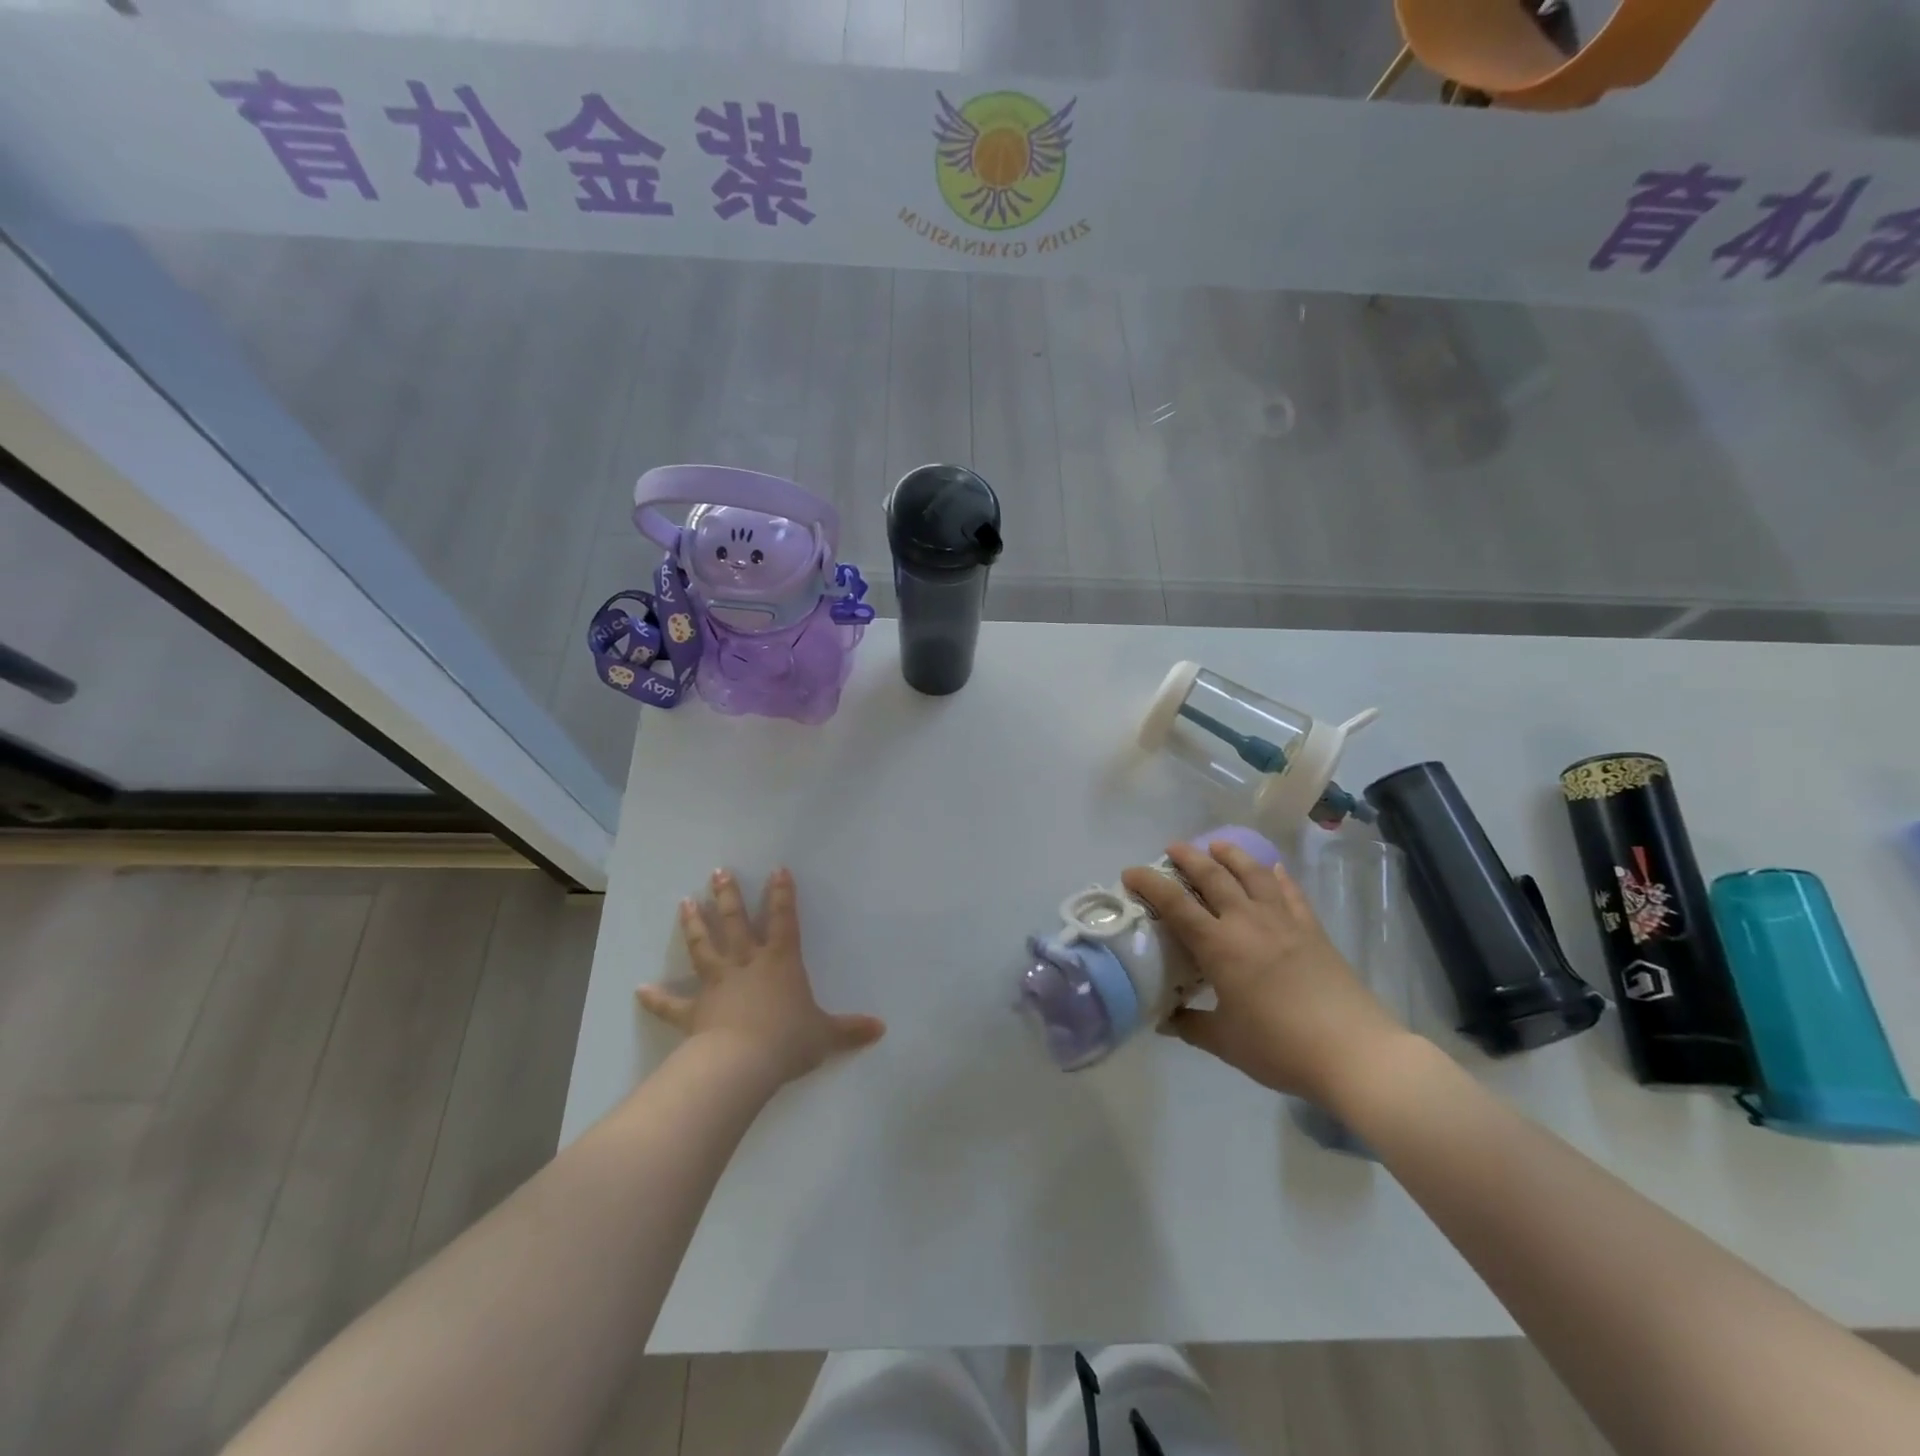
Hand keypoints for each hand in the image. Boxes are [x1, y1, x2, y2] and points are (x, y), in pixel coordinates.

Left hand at [638, 867, 884, 1087]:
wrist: (742, 1064)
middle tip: (717, 872)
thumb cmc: (787, 1040)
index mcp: (780, 962)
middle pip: (735, 922)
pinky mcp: (693, 1011)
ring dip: (694, 925)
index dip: (781, 894)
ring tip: (684, 902)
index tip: (776, 869)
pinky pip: (672, 1003)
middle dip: (727, 895)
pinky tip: (640, 988)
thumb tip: (881, 1028)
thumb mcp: (826, 1035)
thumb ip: (851, 1029)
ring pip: (703, 947)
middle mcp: (746, 964)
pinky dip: (656, 997)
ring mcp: (717, 984)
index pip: (783, 920)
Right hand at [1119, 840, 1411, 1104]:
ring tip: (1217, 845)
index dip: (1149, 883)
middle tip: (1172, 849)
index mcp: (1219, 946)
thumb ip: (1191, 1025)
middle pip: (1213, 875)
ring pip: (1253, 873)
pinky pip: (1291, 892)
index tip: (1130, 872)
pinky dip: (1277, 875)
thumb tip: (1165, 1019)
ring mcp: (1284, 921)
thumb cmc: (1281, 1047)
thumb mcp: (1225, 1042)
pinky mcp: (1313, 929)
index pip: (1175, 904)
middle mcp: (1247, 921)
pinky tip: (1273, 868)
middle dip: (1188, 857)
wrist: (1355, 1053)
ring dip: (1231, 854)